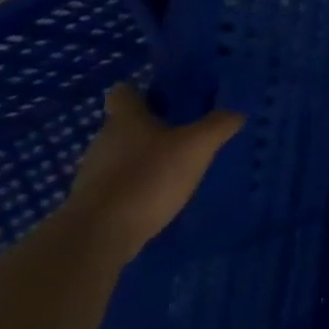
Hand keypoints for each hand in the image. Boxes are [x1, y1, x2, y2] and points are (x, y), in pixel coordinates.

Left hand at [64, 83, 242, 261]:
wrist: (97, 238)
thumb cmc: (147, 178)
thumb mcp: (197, 145)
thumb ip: (219, 125)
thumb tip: (236, 112)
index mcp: (125, 119)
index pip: (124, 93)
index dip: (142, 91)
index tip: (165, 97)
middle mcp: (104, 141)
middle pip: (125, 125)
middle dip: (151, 127)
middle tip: (185, 131)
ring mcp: (93, 175)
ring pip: (122, 156)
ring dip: (145, 158)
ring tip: (177, 166)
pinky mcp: (92, 205)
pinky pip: (119, 184)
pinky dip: (137, 186)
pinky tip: (160, 196)